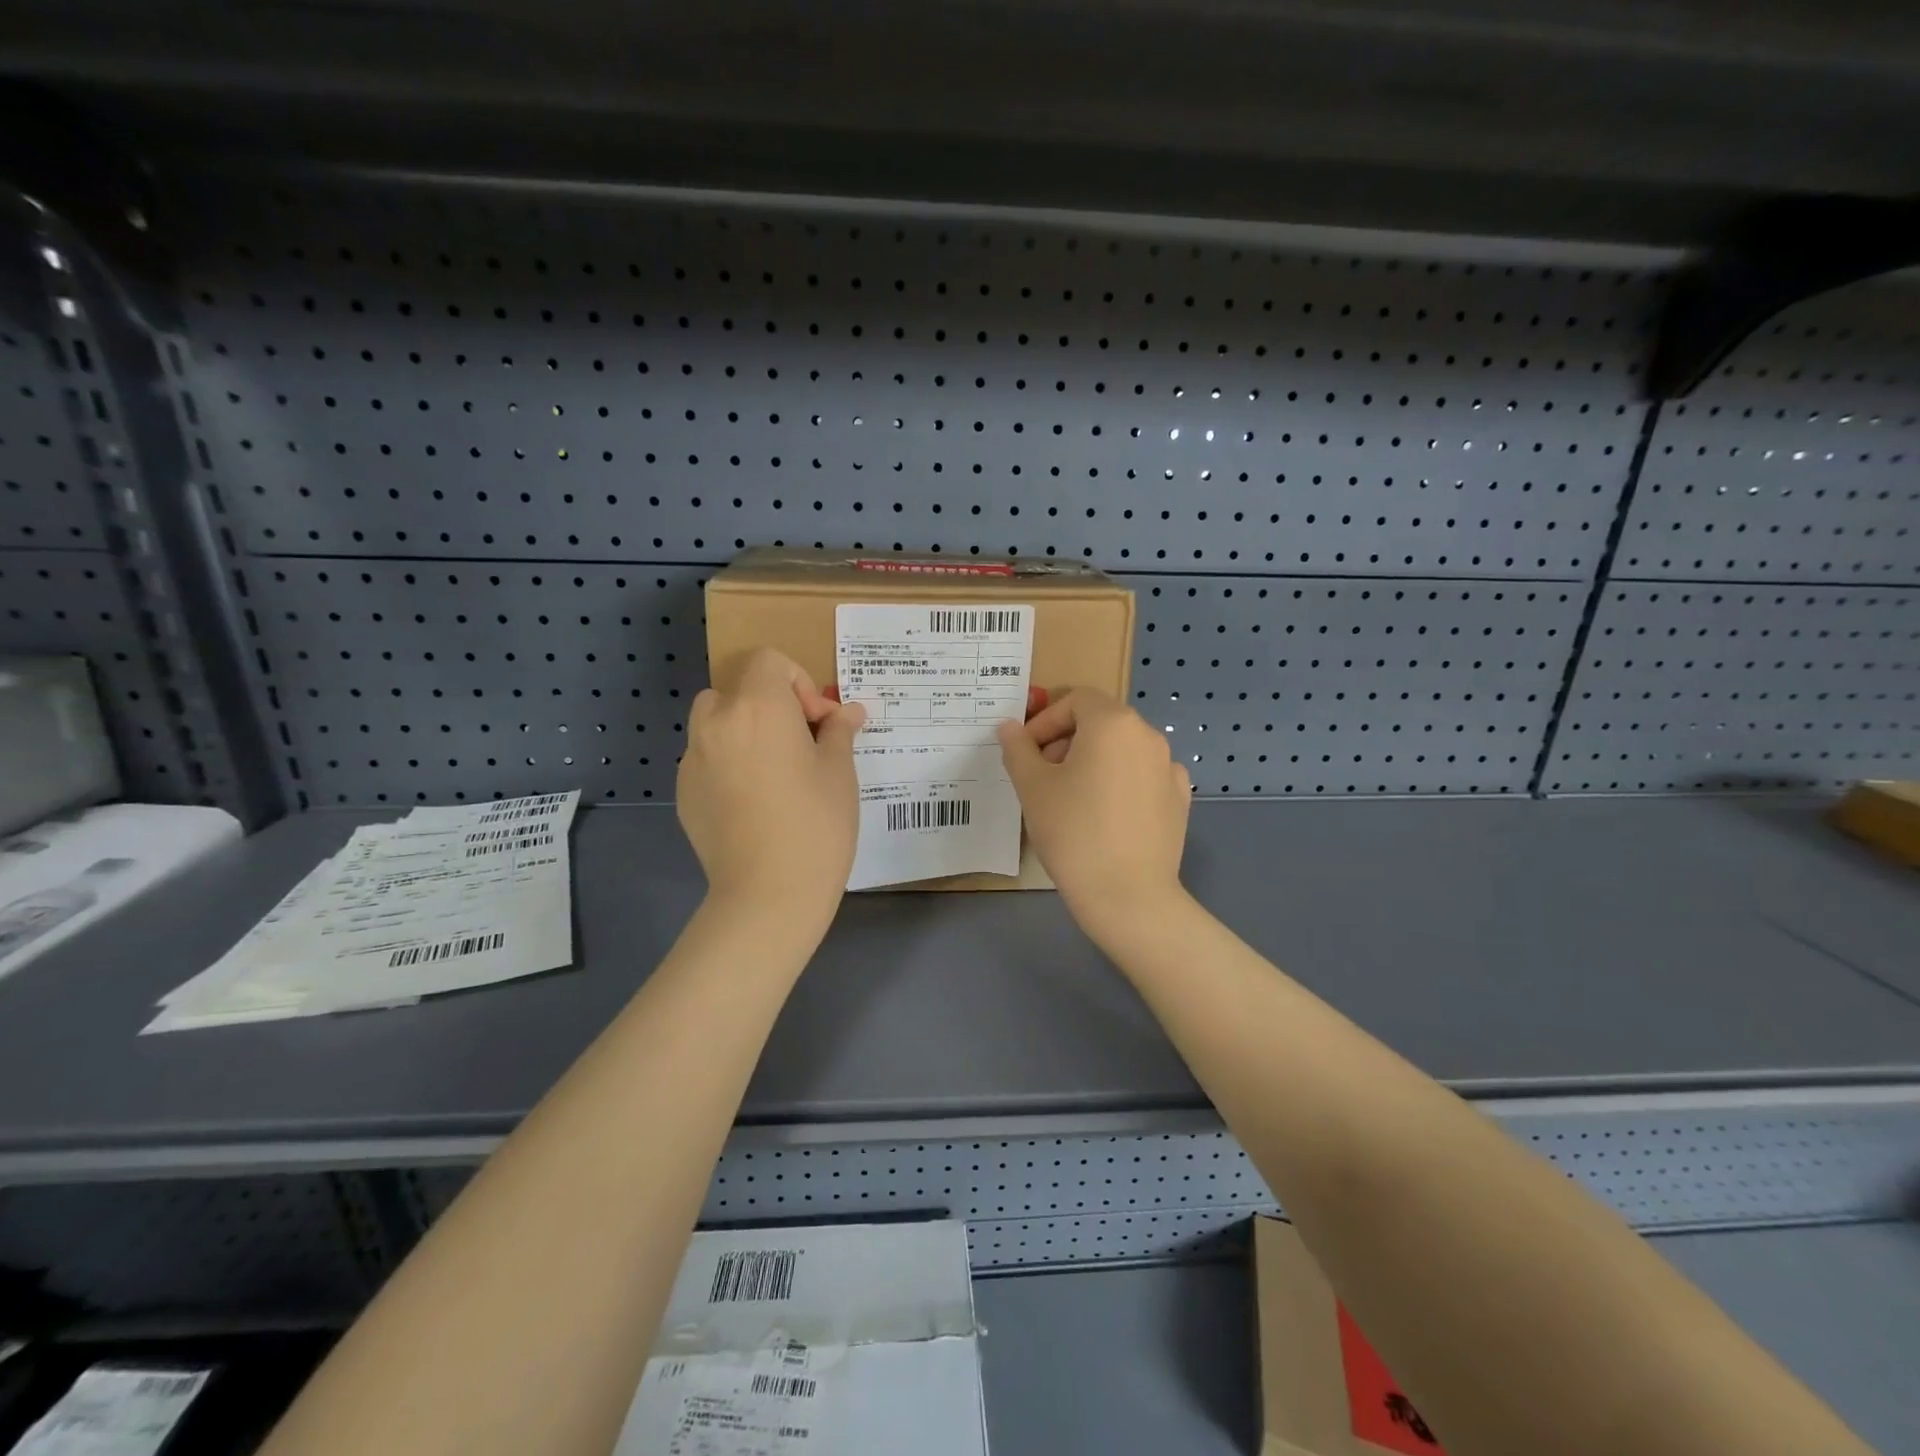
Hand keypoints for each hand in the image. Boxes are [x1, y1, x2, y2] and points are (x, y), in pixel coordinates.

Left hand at [678, 648, 865, 919]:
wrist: (768, 894)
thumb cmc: (816, 823)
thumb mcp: (839, 772)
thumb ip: (838, 732)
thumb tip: (847, 712)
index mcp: (758, 707)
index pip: (770, 661)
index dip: (799, 683)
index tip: (818, 723)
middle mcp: (716, 722)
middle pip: (738, 690)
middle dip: (769, 706)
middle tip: (799, 744)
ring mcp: (693, 759)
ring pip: (716, 724)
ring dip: (744, 731)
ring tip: (774, 772)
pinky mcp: (683, 793)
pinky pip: (706, 760)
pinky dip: (728, 764)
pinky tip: (753, 803)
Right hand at [997, 688, 1190, 930]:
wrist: (1128, 895)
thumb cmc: (1073, 832)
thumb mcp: (1032, 787)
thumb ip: (1018, 748)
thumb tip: (1009, 726)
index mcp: (1113, 723)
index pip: (1076, 700)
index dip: (1045, 721)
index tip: (1025, 752)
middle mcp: (1148, 736)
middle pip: (1101, 722)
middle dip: (1066, 741)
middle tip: (1042, 776)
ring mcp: (1169, 768)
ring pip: (1122, 749)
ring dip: (1093, 761)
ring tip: (1070, 798)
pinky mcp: (1179, 799)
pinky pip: (1142, 776)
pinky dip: (1120, 782)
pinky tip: (1106, 815)